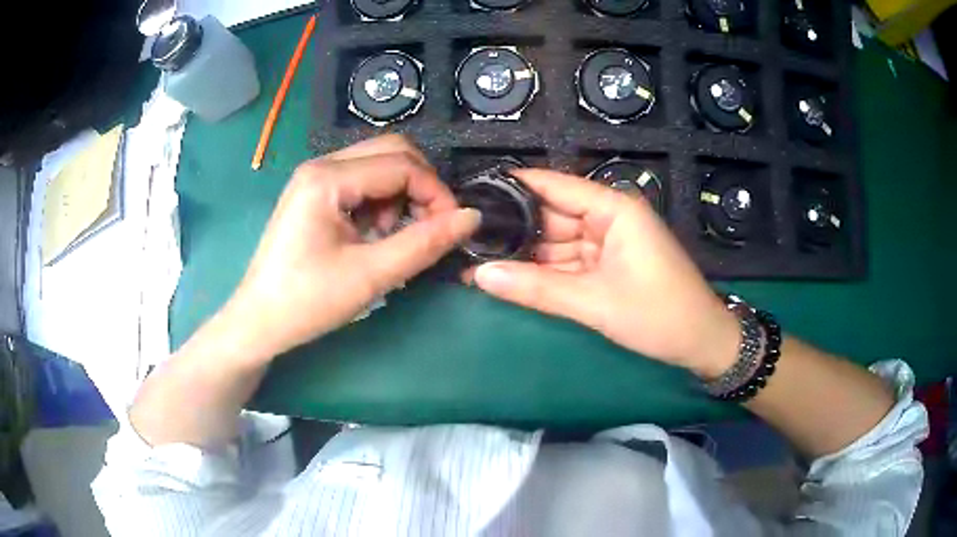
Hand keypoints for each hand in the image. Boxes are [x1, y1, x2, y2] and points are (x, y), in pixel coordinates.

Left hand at [225, 135, 480, 362]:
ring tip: (393, 237)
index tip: (452, 229)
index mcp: (327, 178)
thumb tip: (471, 218)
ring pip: (378, 165)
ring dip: (400, 195)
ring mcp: (315, 178)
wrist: (259, 321)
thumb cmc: (307, 301)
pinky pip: (362, 182)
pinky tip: (374, 235)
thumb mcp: (370, 275)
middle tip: (427, 228)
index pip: (402, 165)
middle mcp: (321, 166)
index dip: (436, 193)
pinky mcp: (315, 194)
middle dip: (420, 186)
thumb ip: (424, 243)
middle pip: (391, 152)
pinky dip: (381, 203)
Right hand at [471, 169, 739, 377]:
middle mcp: (609, 218)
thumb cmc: (658, 315)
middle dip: (514, 228)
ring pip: (557, 242)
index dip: (514, 186)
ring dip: (524, 254)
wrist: (700, 344)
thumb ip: (536, 288)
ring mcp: (608, 242)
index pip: (555, 185)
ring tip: (476, 258)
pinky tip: (509, 275)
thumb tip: (479, 275)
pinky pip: (568, 262)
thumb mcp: (595, 303)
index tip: (472, 192)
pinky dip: (544, 272)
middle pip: (552, 215)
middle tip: (467, 238)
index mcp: (614, 209)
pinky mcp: (607, 265)